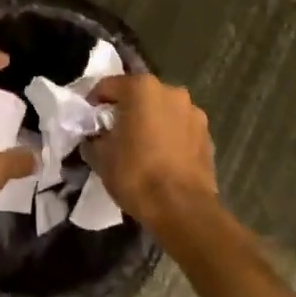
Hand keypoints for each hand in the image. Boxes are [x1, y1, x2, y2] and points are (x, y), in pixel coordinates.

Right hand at [84, 72, 217, 228]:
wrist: (183, 210)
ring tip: (141, 146)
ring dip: (150, 121)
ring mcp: (193, 112)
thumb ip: (95, 136)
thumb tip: (96, 135)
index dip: (94, 103)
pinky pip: (179, 128)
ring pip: (162, 110)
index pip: (108, 86)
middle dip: (126, 109)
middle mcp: (170, 91)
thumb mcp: (101, 156)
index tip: (89, 121)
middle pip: (139, 95)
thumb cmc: (136, 175)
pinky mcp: (207, 135)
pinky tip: (162, 157)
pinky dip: (169, 136)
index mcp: (141, 88)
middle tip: (114, 132)